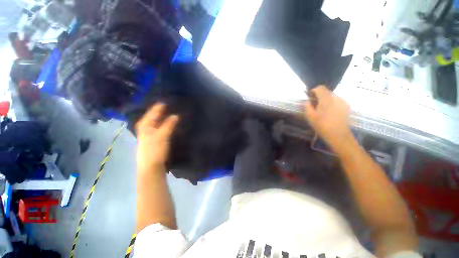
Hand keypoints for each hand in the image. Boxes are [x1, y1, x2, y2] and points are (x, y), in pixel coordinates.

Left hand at [135, 103, 178, 170]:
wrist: (151, 166)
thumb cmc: (154, 150)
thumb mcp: (162, 136)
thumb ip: (169, 124)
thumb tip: (176, 115)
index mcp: (145, 124)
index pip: (154, 111)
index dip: (162, 105)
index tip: (171, 99)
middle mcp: (146, 126)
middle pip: (155, 115)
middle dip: (164, 110)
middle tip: (174, 104)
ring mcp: (150, 132)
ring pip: (158, 121)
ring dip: (165, 116)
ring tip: (174, 110)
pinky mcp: (155, 137)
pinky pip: (161, 126)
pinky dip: (166, 123)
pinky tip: (171, 122)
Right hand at [304, 86, 352, 149]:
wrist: (338, 135)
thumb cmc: (322, 125)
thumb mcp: (310, 116)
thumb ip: (307, 106)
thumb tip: (307, 101)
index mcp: (326, 99)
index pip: (320, 88)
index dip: (314, 90)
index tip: (310, 97)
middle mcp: (336, 97)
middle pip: (326, 91)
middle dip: (319, 96)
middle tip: (315, 104)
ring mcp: (342, 101)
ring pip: (332, 96)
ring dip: (326, 99)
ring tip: (322, 109)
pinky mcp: (346, 106)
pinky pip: (337, 100)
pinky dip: (332, 103)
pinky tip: (330, 112)